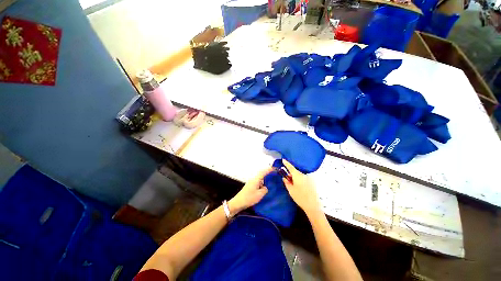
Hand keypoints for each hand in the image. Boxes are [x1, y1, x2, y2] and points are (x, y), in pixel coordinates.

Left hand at [228, 167, 272, 213]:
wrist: (238, 203)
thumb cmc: (249, 198)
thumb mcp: (259, 194)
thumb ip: (265, 190)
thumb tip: (265, 187)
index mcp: (256, 180)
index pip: (263, 172)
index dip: (269, 169)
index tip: (274, 168)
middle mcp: (253, 180)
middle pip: (261, 174)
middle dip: (267, 174)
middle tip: (274, 175)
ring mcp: (251, 183)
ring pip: (260, 179)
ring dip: (265, 179)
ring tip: (271, 182)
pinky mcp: (250, 187)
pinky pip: (258, 183)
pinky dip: (262, 184)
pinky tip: (264, 188)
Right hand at [282, 160, 321, 215]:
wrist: (313, 206)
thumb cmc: (300, 197)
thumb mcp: (291, 190)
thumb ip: (286, 182)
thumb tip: (284, 178)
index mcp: (298, 175)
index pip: (291, 167)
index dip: (286, 163)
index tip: (283, 159)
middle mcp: (303, 175)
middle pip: (295, 172)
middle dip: (290, 174)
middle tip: (287, 180)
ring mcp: (309, 178)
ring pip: (299, 176)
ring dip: (295, 178)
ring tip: (293, 186)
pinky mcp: (312, 182)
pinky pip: (303, 179)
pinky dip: (300, 181)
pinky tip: (299, 188)